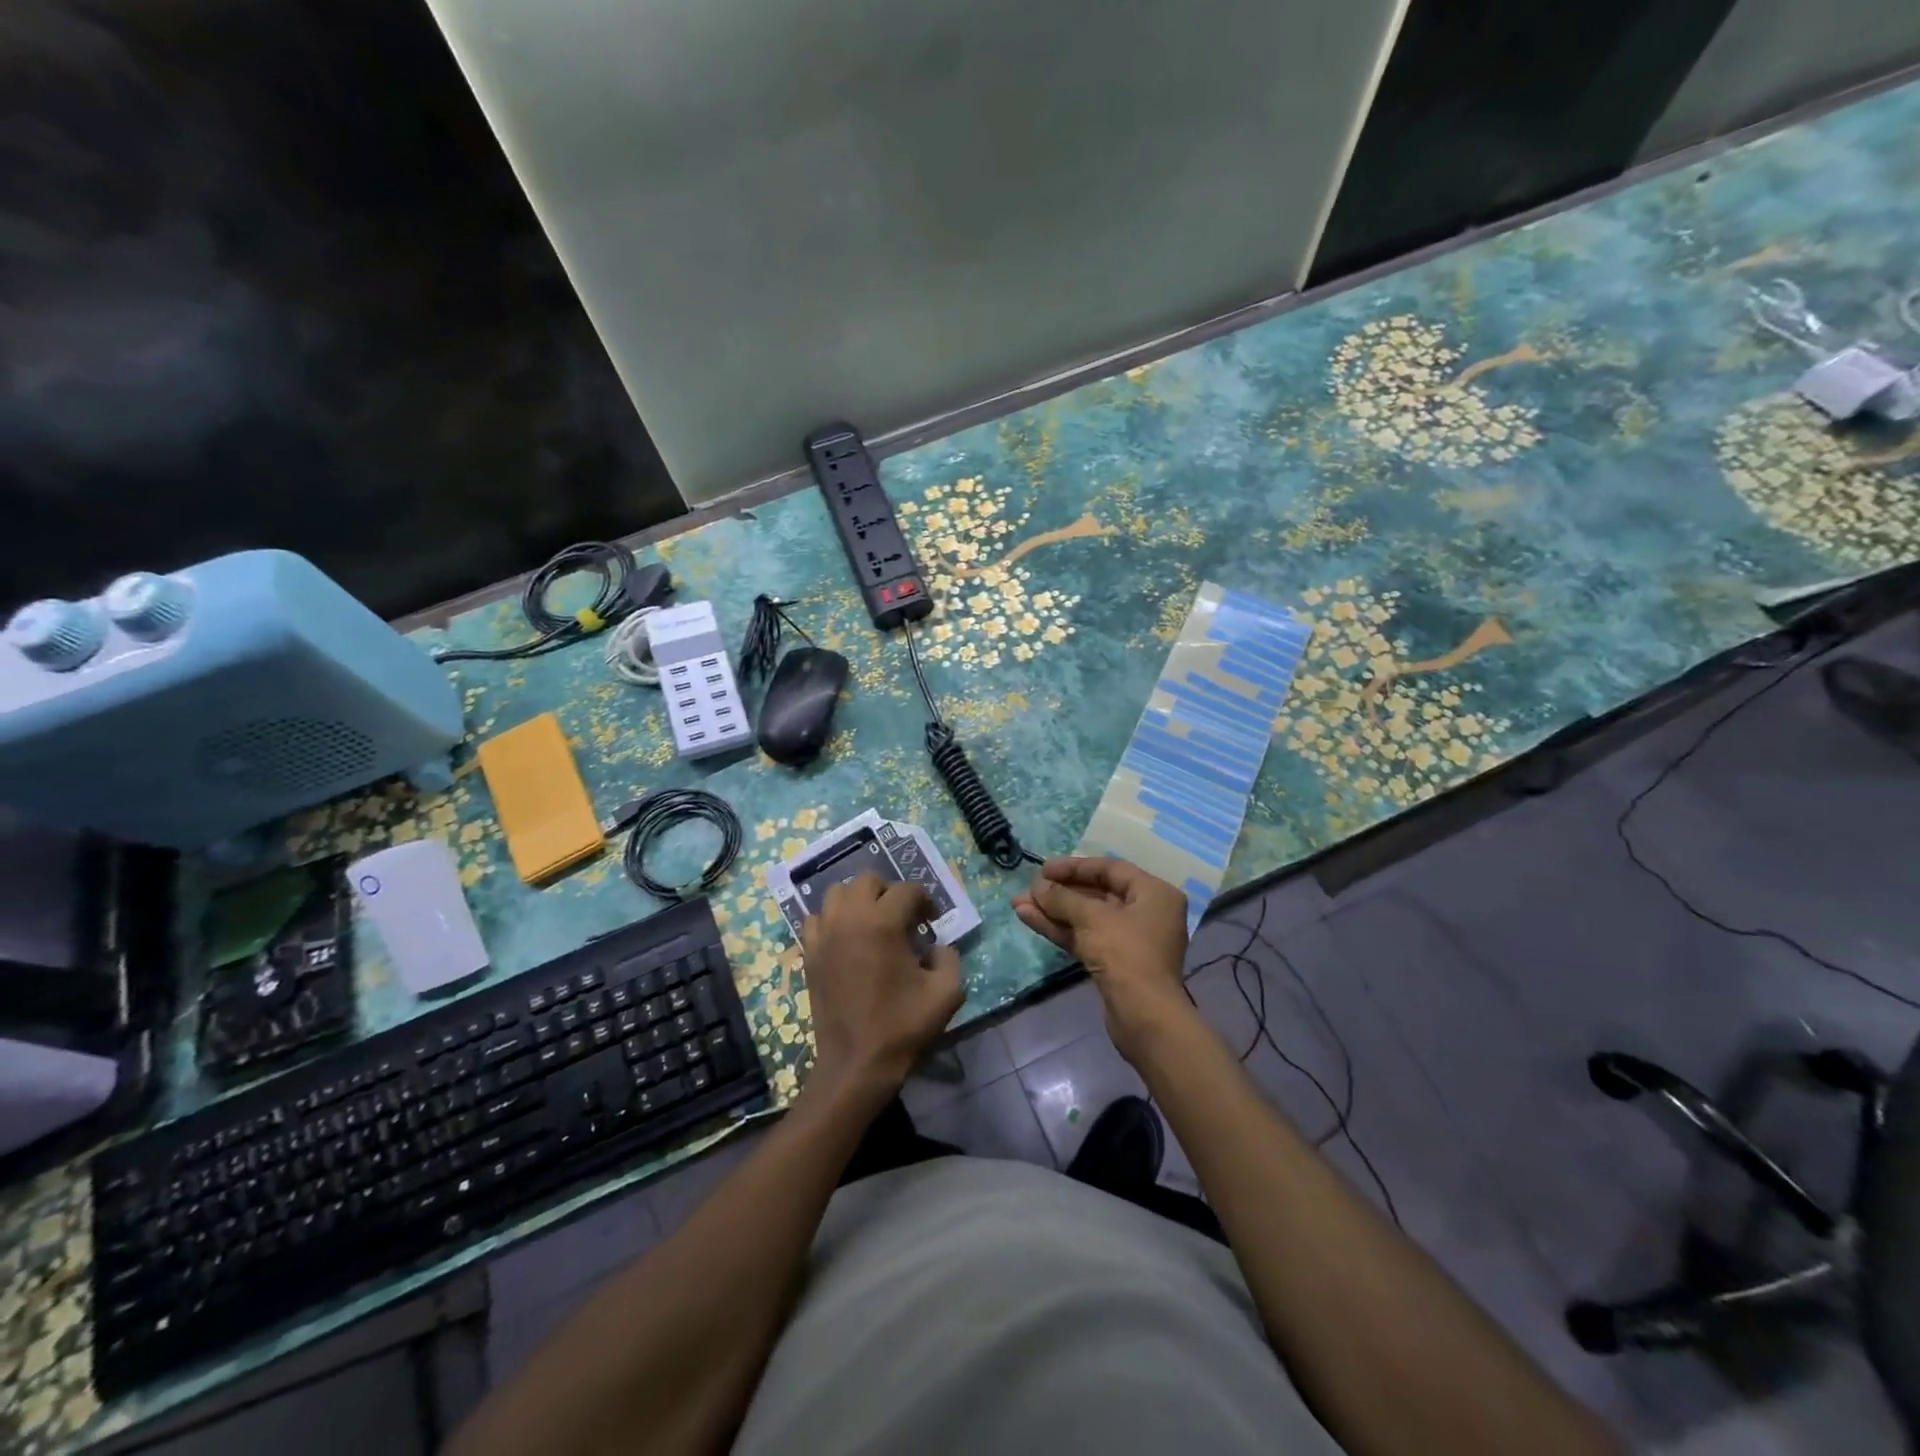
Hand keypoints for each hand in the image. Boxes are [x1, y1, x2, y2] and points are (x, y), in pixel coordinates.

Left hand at [799, 874, 964, 1101]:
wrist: (856, 1064)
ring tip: (873, 923)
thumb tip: (937, 946)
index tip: (932, 921)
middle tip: (903, 918)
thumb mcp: (946, 993)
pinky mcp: (810, 954)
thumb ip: (950, 958)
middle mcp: (849, 919)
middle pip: (868, 880)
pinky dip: (833, 919)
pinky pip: (817, 919)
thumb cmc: (902, 1027)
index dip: (925, 901)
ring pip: (837, 893)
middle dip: (889, 892)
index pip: (907, 890)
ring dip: (858, 900)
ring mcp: (824, 935)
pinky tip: (847, 939)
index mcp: (882, 923)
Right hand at [1013, 857, 1193, 1064]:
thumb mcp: (1092, 918)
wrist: (1144, 1017)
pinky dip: (1060, 929)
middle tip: (1028, 889)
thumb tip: (1037, 887)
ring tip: (1018, 904)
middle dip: (1059, 892)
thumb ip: (1062, 898)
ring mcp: (1130, 940)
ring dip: (1053, 911)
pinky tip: (1029, 919)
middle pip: (1097, 894)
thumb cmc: (1126, 954)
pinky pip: (1085, 937)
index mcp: (1154, 894)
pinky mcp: (1114, 963)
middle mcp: (1146, 913)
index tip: (1043, 869)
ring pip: (1087, 918)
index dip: (1074, 867)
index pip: (1110, 869)